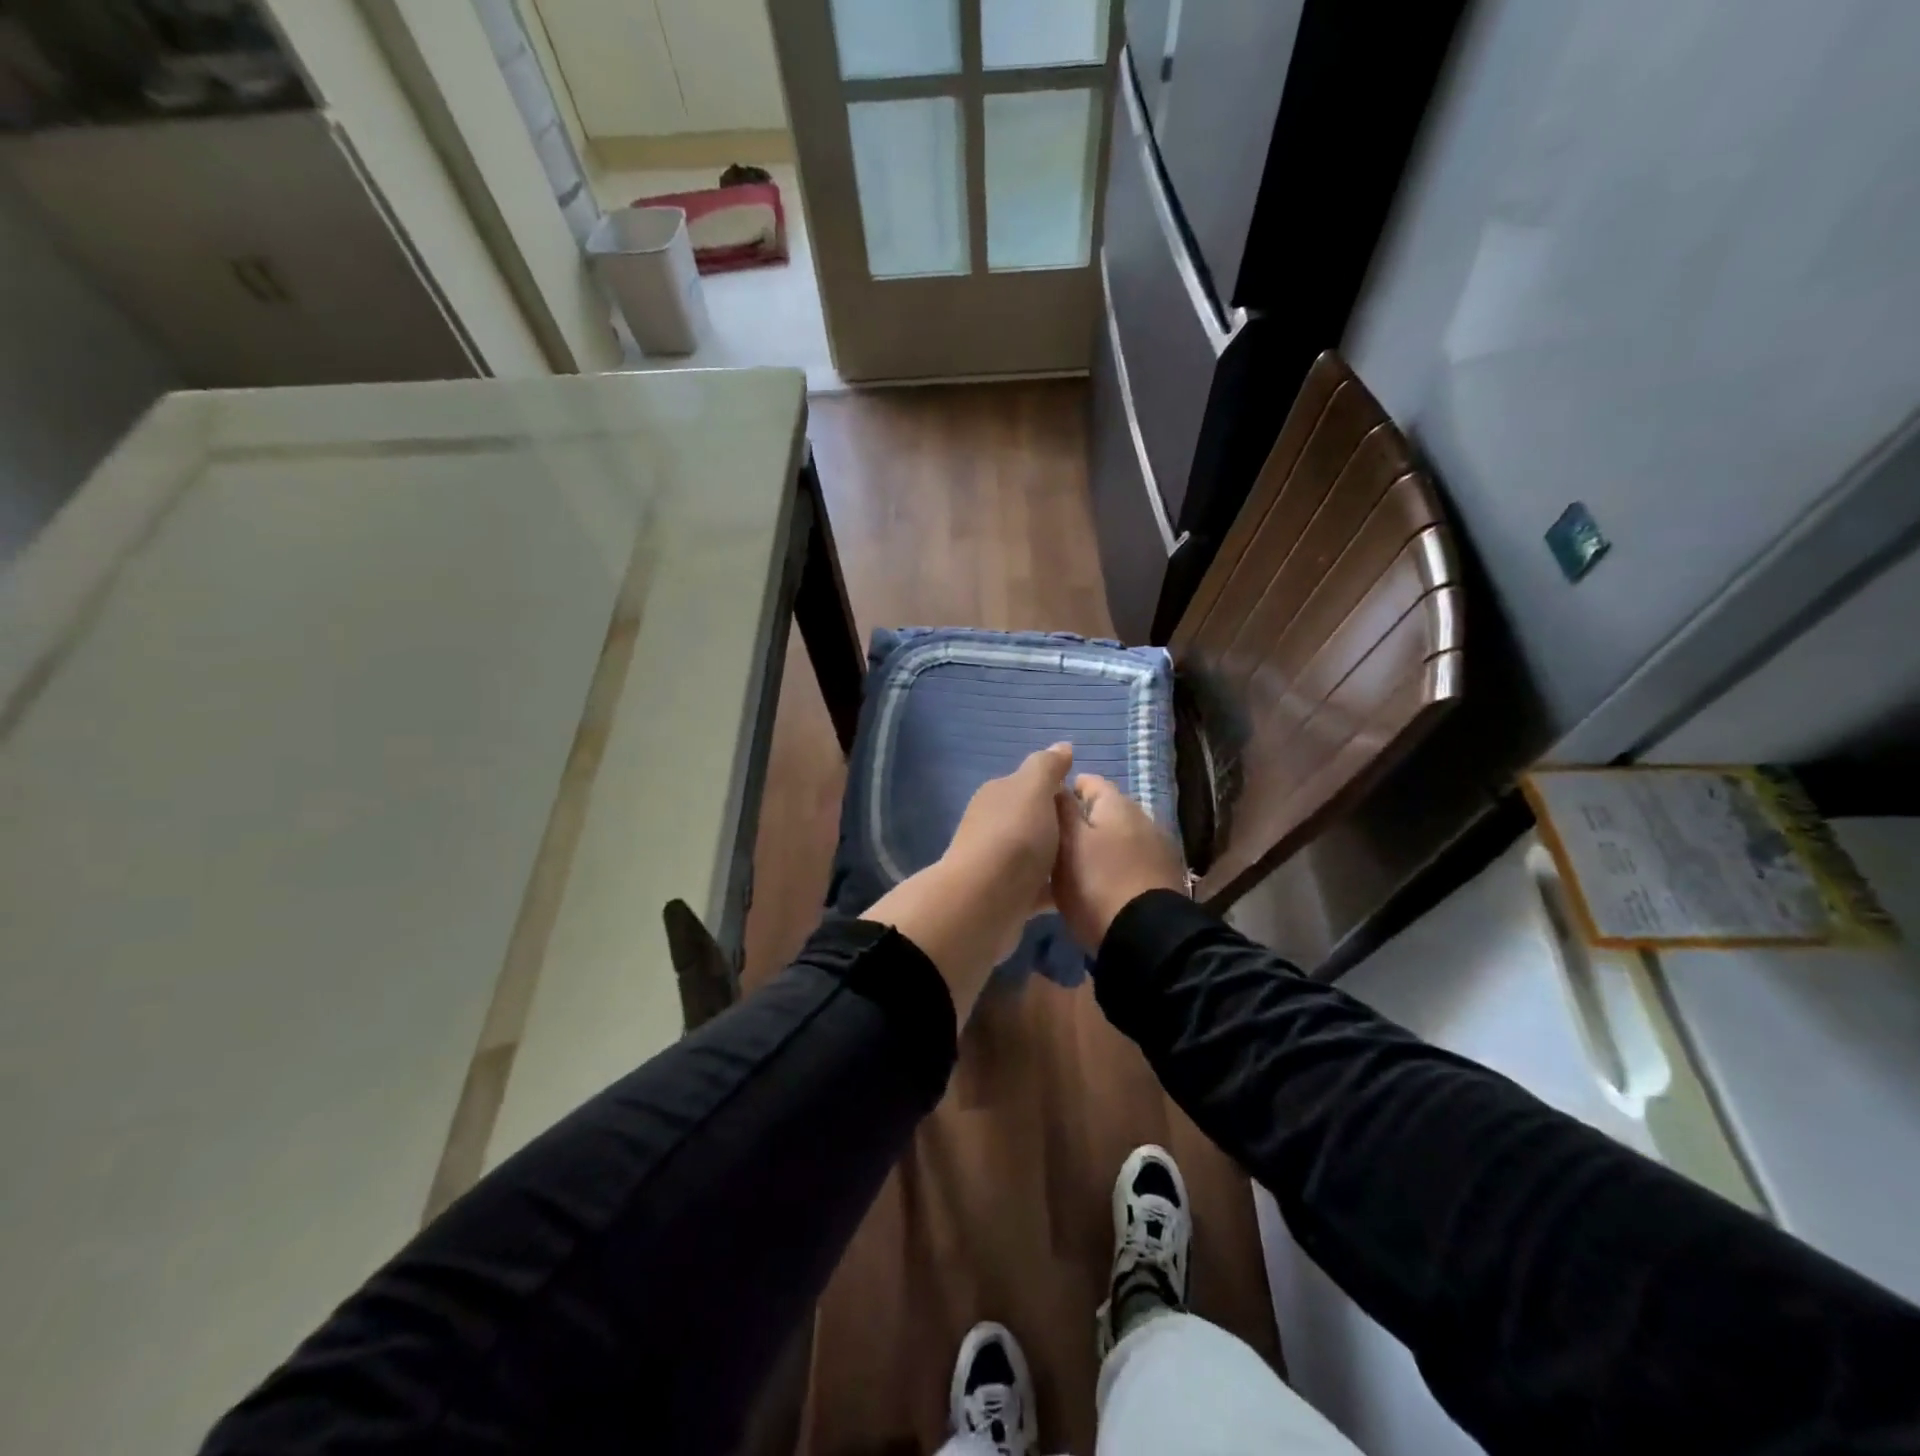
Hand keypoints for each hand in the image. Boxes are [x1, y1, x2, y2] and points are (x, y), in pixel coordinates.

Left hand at [945, 740, 1074, 922]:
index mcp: (997, 795)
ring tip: (1092, 864)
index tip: (1088, 805)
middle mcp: (992, 825)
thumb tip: (1062, 746)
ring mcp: (997, 863)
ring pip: (1036, 854)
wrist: (984, 903)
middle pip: (1034, 820)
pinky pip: (1037, 887)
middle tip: (1095, 836)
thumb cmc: (1014, 837)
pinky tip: (1077, 892)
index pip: (1031, 785)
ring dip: (1058, 858)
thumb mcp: (1034, 789)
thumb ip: (1047, 766)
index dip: (1059, 790)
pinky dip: (1054, 887)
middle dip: (1061, 826)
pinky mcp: (1005, 897)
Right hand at [1052, 773, 1187, 950]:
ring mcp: (1157, 847)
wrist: (1146, 938)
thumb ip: (1062, 810)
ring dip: (1100, 844)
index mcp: (1117, 804)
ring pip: (1118, 836)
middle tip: (1055, 841)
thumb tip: (1057, 785)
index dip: (1065, 791)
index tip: (1044, 812)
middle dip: (1082, 820)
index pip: (1088, 781)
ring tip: (1075, 865)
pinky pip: (1131, 859)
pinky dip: (1115, 864)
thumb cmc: (1096, 884)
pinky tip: (1101, 883)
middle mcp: (1142, 817)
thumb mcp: (1067, 844)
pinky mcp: (1163, 876)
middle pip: (1105, 810)